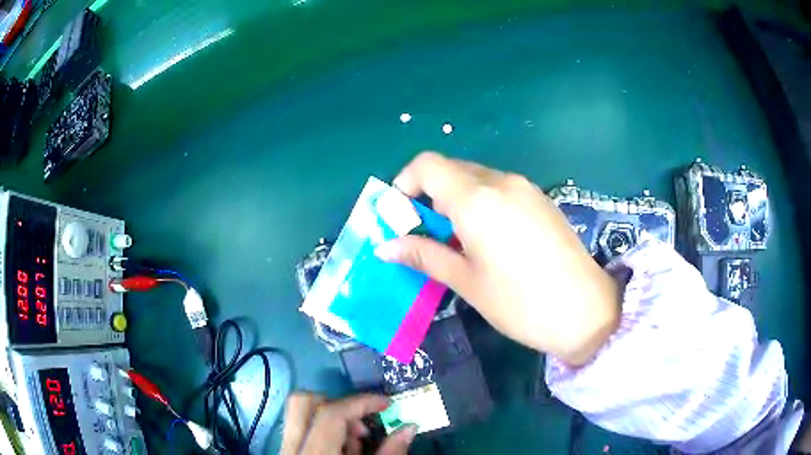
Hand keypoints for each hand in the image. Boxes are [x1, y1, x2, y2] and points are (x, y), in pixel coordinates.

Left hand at [280, 392, 415, 454]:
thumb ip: (390, 453)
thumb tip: (410, 426)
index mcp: (315, 454)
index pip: (331, 415)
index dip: (361, 403)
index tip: (386, 403)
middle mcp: (291, 447)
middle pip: (303, 402)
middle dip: (337, 403)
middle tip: (361, 423)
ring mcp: (284, 448)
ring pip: (299, 413)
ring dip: (331, 419)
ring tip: (355, 444)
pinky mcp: (285, 451)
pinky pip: (299, 429)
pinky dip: (322, 431)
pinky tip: (341, 450)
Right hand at [375, 152, 620, 364]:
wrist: (587, 311)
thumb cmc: (520, 303)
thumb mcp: (466, 281)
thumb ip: (424, 255)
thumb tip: (385, 246)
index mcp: (477, 199)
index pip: (427, 165)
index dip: (405, 183)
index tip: (400, 215)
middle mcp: (502, 182)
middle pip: (451, 170)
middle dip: (429, 196)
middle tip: (426, 235)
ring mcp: (526, 188)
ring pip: (476, 179)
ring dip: (456, 201)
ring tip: (458, 242)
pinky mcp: (541, 200)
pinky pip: (500, 189)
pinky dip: (481, 204)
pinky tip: (490, 240)